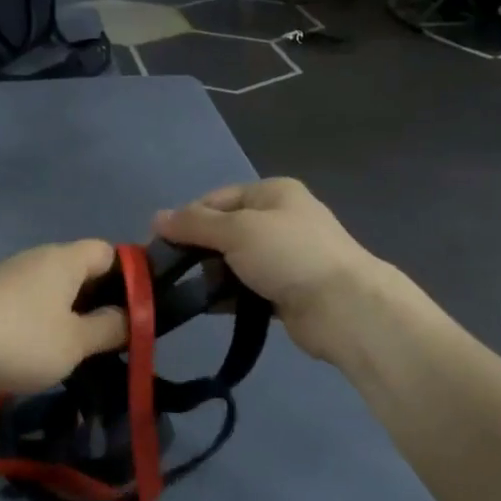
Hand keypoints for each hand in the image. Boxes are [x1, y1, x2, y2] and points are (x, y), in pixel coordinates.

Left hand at [0, 240, 128, 398]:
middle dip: (99, 298)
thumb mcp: (76, 342)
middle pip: (80, 269)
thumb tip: (131, 316)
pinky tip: (42, 350)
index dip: (128, 274)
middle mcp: (38, 258)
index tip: (138, 308)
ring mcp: (10, 275)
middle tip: (113, 335)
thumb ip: (109, 328)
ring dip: (69, 312)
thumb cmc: (23, 340)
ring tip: (80, 348)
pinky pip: (29, 302)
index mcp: (64, 259)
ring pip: (53, 287)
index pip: (107, 251)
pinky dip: (43, 320)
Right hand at [153, 180, 391, 368]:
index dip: (187, 217)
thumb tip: (156, 217)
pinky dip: (228, 296)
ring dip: (212, 275)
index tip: (159, 243)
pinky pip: (247, 289)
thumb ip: (194, 224)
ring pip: (234, 261)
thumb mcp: (236, 230)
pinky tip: (205, 307)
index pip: (217, 199)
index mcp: (272, 193)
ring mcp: (285, 257)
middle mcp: (279, 219)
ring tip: (185, 291)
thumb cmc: (288, 254)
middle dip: (198, 249)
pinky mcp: (286, 290)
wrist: (344, 308)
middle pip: (225, 230)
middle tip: (168, 270)